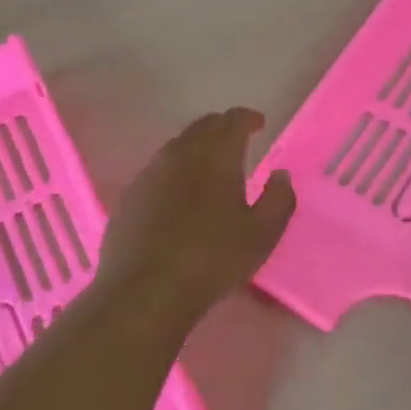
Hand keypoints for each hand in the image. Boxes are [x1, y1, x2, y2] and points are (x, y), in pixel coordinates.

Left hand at [94, 108, 294, 323]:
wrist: (144, 291)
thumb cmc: (212, 259)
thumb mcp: (262, 234)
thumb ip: (279, 199)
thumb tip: (281, 175)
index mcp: (216, 155)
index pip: (233, 120)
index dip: (248, 118)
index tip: (259, 124)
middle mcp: (180, 153)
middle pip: (202, 126)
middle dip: (222, 128)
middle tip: (237, 142)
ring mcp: (149, 173)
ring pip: (177, 147)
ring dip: (197, 148)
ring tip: (210, 167)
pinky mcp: (130, 196)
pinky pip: (158, 171)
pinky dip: (175, 172)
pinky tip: (180, 195)